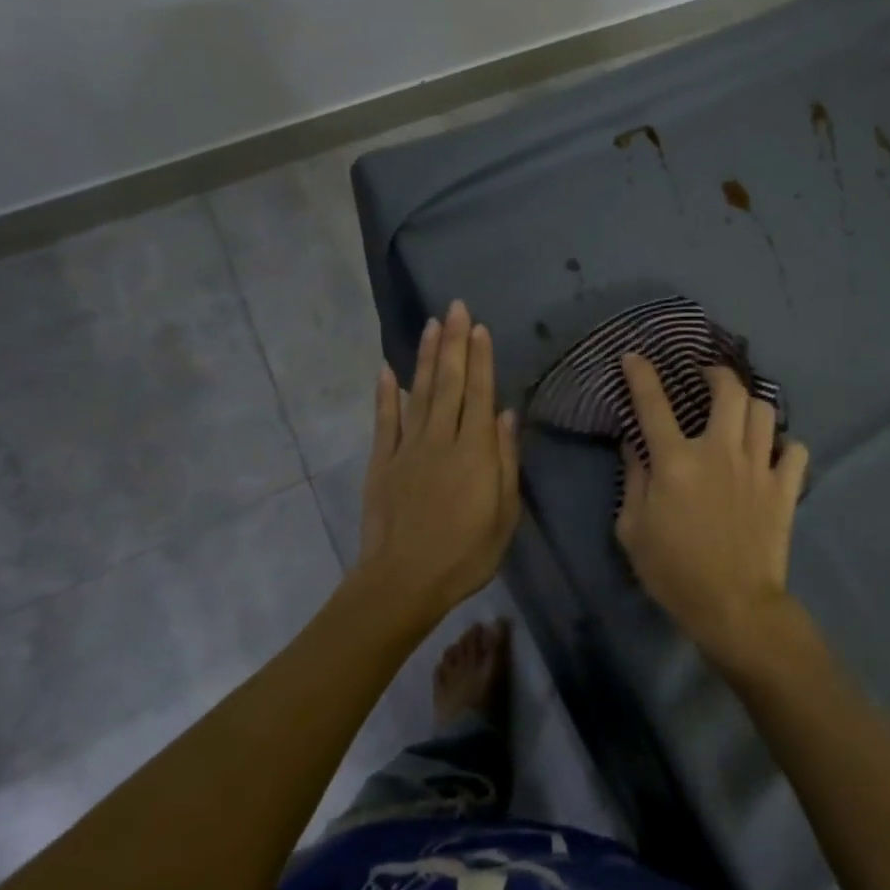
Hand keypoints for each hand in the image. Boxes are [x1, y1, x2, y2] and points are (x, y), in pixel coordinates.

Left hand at [359, 301, 520, 622]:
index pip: (480, 393)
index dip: (481, 358)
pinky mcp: (382, 461)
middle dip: (453, 342)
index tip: (478, 327)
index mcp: (474, 450)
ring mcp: (407, 447)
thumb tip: (507, 415)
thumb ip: (505, 460)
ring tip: (431, 324)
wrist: (403, 582)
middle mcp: (441, 438)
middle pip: (450, 382)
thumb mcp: (504, 514)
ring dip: (427, 357)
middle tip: (454, 307)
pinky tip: (387, 369)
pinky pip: (385, 420)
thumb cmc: (465, 553)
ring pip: (420, 392)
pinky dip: (386, 393)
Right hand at [616, 354, 810, 666]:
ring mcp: (757, 466)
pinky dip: (785, 446)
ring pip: (764, 411)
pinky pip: (795, 450)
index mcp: (676, 461)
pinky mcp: (784, 488)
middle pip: (728, 391)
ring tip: (741, 413)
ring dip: (751, 405)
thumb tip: (634, 444)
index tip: (635, 357)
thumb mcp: (633, 530)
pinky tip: (773, 453)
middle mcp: (719, 451)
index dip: (641, 375)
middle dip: (718, 373)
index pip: (653, 404)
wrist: (734, 607)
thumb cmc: (674, 571)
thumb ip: (633, 480)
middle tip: (708, 378)